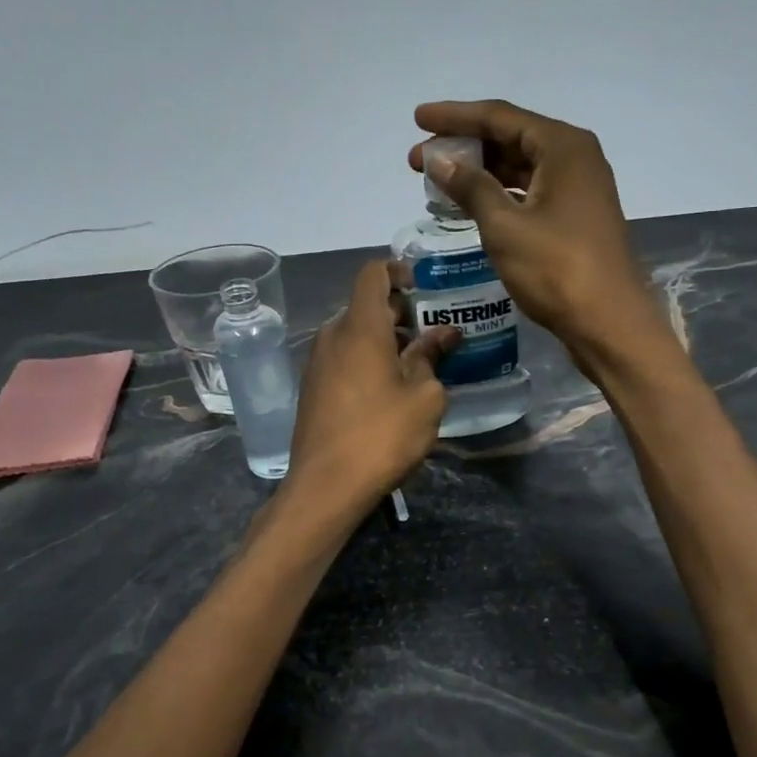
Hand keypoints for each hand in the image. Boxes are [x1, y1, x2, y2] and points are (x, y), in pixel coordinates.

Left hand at [287, 260, 456, 509]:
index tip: (424, 286)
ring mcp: (318, 363)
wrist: (326, 485)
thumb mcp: (424, 397)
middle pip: (366, 306)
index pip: (373, 274)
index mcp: (360, 327)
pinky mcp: (313, 389)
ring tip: (419, 363)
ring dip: (386, 340)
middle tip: (435, 332)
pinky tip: (392, 388)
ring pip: (355, 335)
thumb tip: (443, 334)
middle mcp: (333, 336)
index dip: (398, 270)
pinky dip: (369, 360)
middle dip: (401, 312)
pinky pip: (344, 359)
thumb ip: (432, 358)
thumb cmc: (383, 435)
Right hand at [409, 100, 657, 355]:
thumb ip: (470, 187)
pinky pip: (530, 193)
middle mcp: (575, 158)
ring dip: (480, 173)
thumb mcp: (505, 227)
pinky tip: (472, 206)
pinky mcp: (576, 218)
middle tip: (419, 161)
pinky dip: (499, 195)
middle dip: (464, 147)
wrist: (609, 323)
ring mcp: (579, 189)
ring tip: (438, 182)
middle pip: (511, 138)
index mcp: (563, 146)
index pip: (499, 116)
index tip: (417, 119)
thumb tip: (439, 161)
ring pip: (520, 168)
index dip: (454, 117)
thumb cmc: (557, 270)